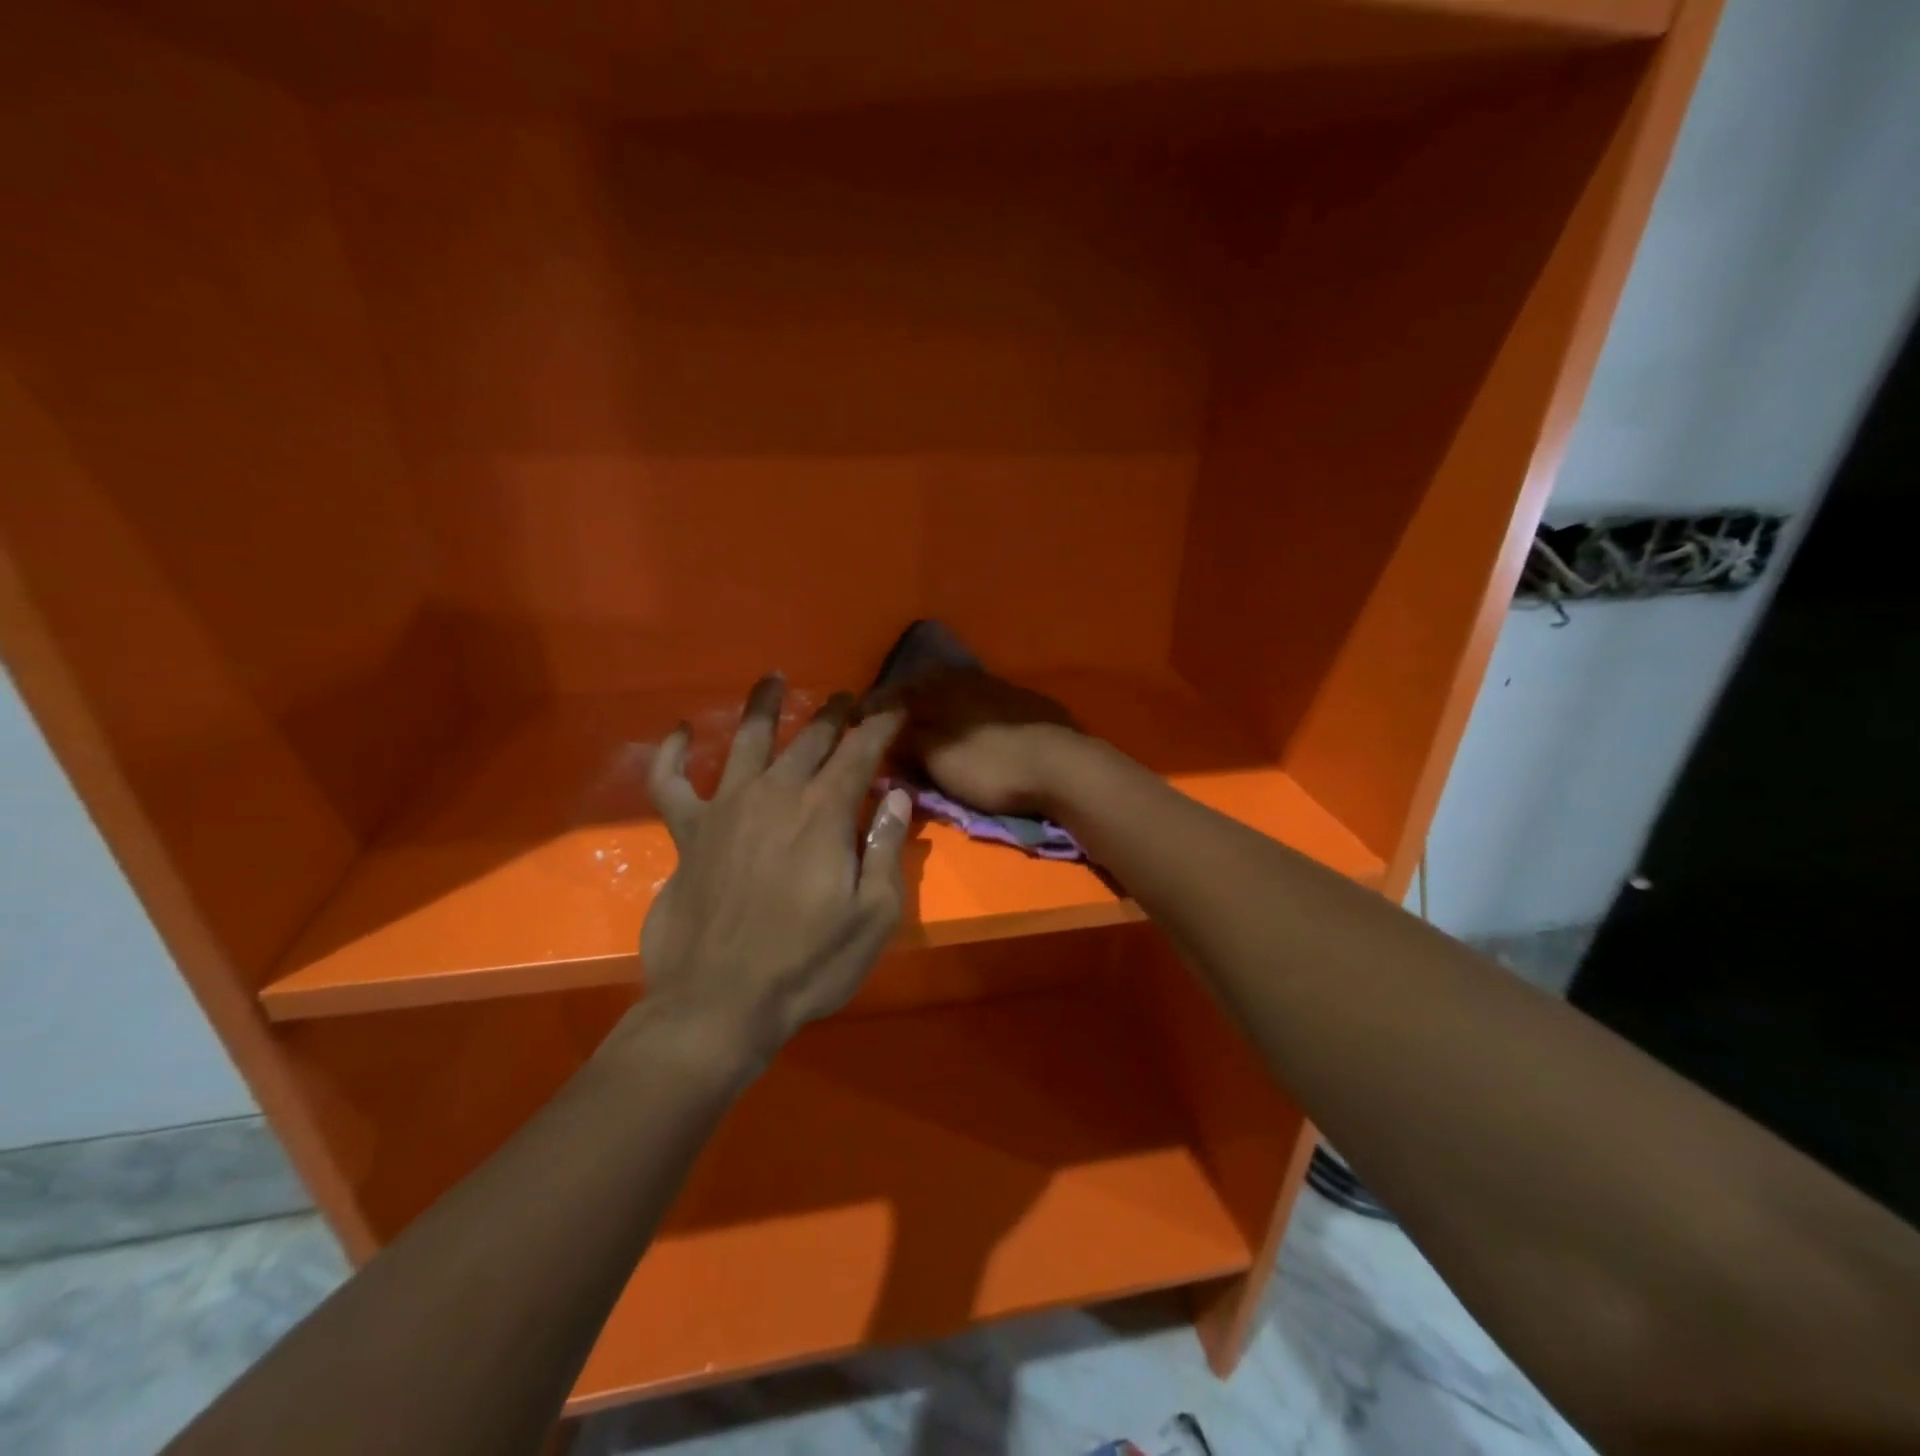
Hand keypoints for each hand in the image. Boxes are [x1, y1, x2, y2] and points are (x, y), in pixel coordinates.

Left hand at [637, 675, 911, 1071]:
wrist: (718, 1004)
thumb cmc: (807, 965)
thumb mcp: (873, 916)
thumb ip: (886, 849)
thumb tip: (895, 797)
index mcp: (823, 813)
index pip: (860, 752)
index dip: (881, 726)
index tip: (895, 707)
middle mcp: (774, 795)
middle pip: (809, 739)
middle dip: (835, 714)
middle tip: (849, 696)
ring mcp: (724, 809)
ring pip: (744, 741)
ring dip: (763, 706)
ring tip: (773, 678)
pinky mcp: (686, 833)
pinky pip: (670, 783)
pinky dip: (670, 754)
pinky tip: (677, 731)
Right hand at [866, 669, 1081, 815]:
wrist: (1063, 766)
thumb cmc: (992, 766)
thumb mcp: (940, 758)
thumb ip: (908, 741)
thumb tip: (885, 730)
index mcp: (940, 690)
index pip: (895, 694)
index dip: (873, 707)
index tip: (854, 718)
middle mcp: (967, 680)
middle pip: (925, 685)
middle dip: (904, 700)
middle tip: (888, 717)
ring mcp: (999, 688)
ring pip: (956, 689)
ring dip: (936, 701)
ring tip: (926, 717)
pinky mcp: (1026, 702)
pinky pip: (983, 698)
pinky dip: (967, 707)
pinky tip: (971, 720)